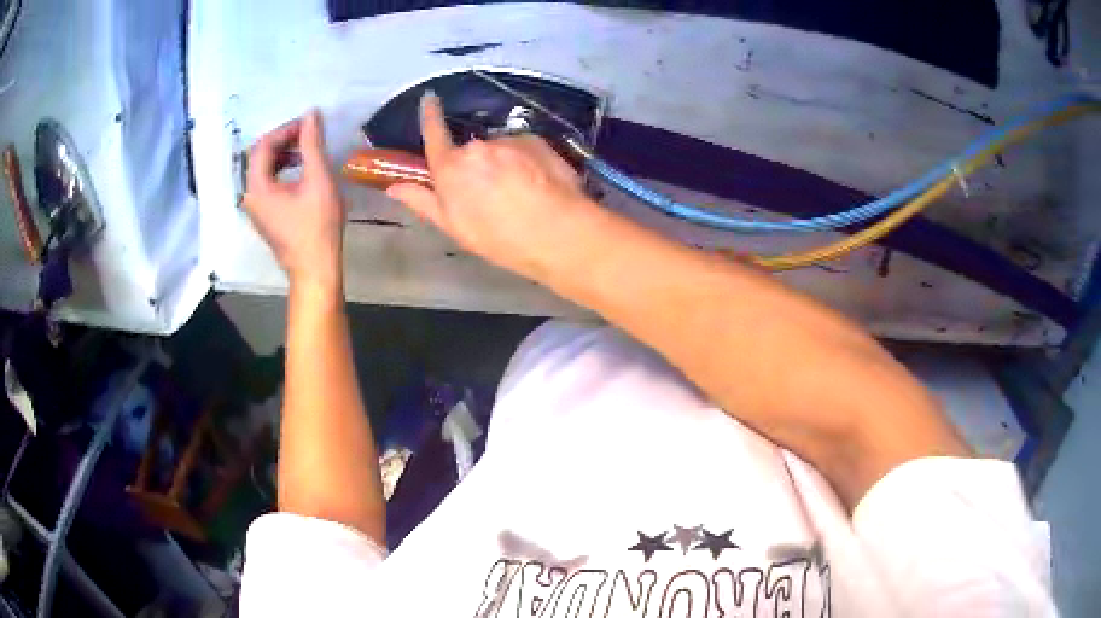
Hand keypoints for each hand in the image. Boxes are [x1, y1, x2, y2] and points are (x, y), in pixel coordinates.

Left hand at [244, 110, 344, 290]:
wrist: (315, 269)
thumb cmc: (317, 226)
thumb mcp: (318, 179)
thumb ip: (312, 144)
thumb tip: (311, 115)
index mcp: (257, 187)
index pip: (263, 145)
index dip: (285, 129)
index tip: (309, 124)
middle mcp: (250, 196)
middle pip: (260, 156)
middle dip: (284, 140)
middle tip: (308, 134)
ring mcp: (256, 208)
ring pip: (263, 170)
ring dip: (284, 155)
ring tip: (307, 151)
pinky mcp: (265, 216)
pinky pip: (268, 184)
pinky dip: (283, 171)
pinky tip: (302, 171)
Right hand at [386, 92, 602, 281]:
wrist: (557, 231)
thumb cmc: (499, 237)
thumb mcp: (454, 227)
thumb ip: (423, 201)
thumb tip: (393, 186)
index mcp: (450, 168)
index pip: (434, 134)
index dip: (429, 115)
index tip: (429, 98)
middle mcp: (476, 147)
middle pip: (470, 152)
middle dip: (476, 168)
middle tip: (491, 196)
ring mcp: (508, 141)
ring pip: (499, 151)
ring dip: (503, 165)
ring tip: (520, 194)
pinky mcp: (535, 141)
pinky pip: (523, 148)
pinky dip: (526, 162)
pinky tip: (538, 185)